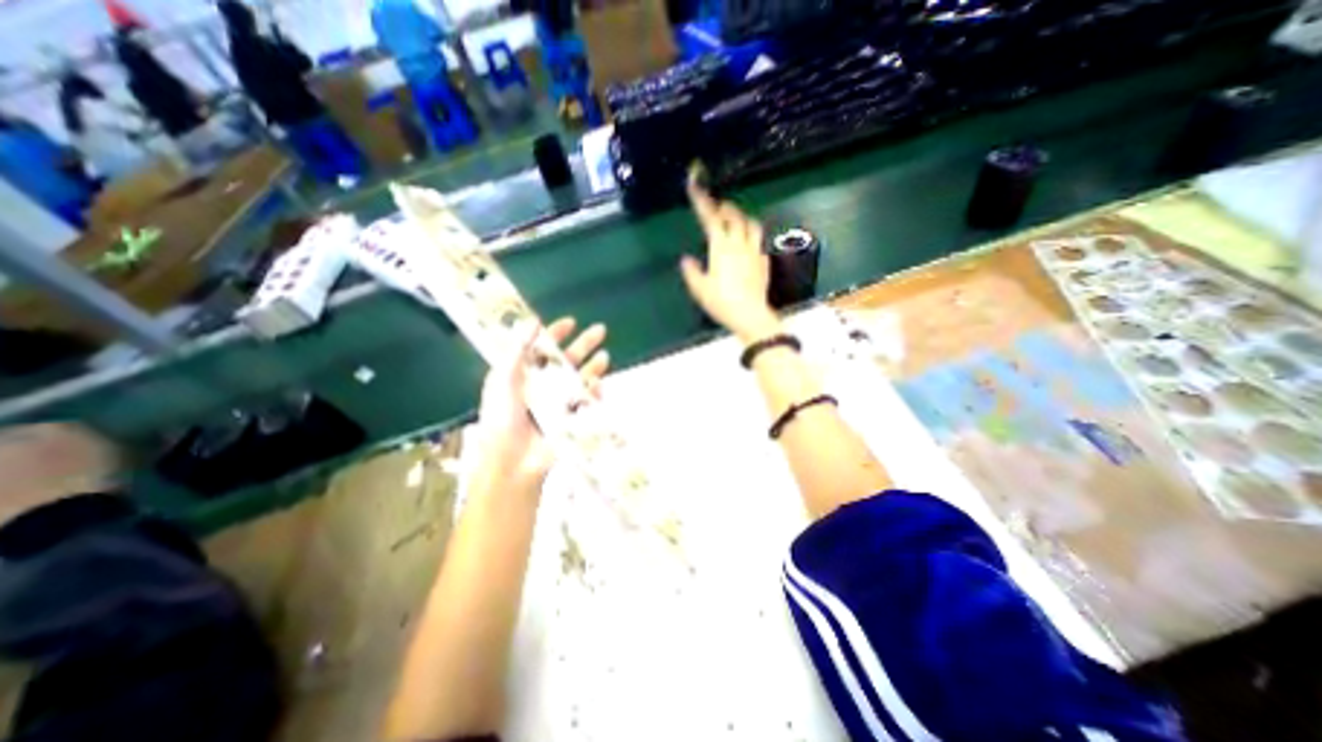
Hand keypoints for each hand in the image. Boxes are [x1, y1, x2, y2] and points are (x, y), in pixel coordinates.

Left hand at [476, 317, 608, 486]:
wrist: (514, 460)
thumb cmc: (503, 417)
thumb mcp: (503, 378)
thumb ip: (517, 348)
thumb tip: (533, 321)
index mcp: (523, 374)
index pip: (541, 348)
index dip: (555, 334)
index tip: (571, 323)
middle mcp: (542, 385)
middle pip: (567, 360)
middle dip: (584, 345)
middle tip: (601, 330)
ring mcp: (558, 402)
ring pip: (580, 379)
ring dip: (594, 367)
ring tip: (605, 356)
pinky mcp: (571, 418)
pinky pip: (587, 401)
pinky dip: (595, 393)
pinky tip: (599, 385)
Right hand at [676, 180, 777, 341]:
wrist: (750, 315)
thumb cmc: (722, 302)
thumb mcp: (700, 289)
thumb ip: (692, 272)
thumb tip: (686, 260)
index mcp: (722, 247)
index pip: (711, 218)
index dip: (702, 201)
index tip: (695, 186)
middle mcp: (740, 244)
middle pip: (736, 217)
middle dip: (726, 208)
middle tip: (719, 207)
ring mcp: (754, 252)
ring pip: (752, 226)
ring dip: (743, 219)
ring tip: (737, 221)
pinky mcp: (764, 263)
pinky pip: (759, 244)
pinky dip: (752, 239)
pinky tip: (748, 247)